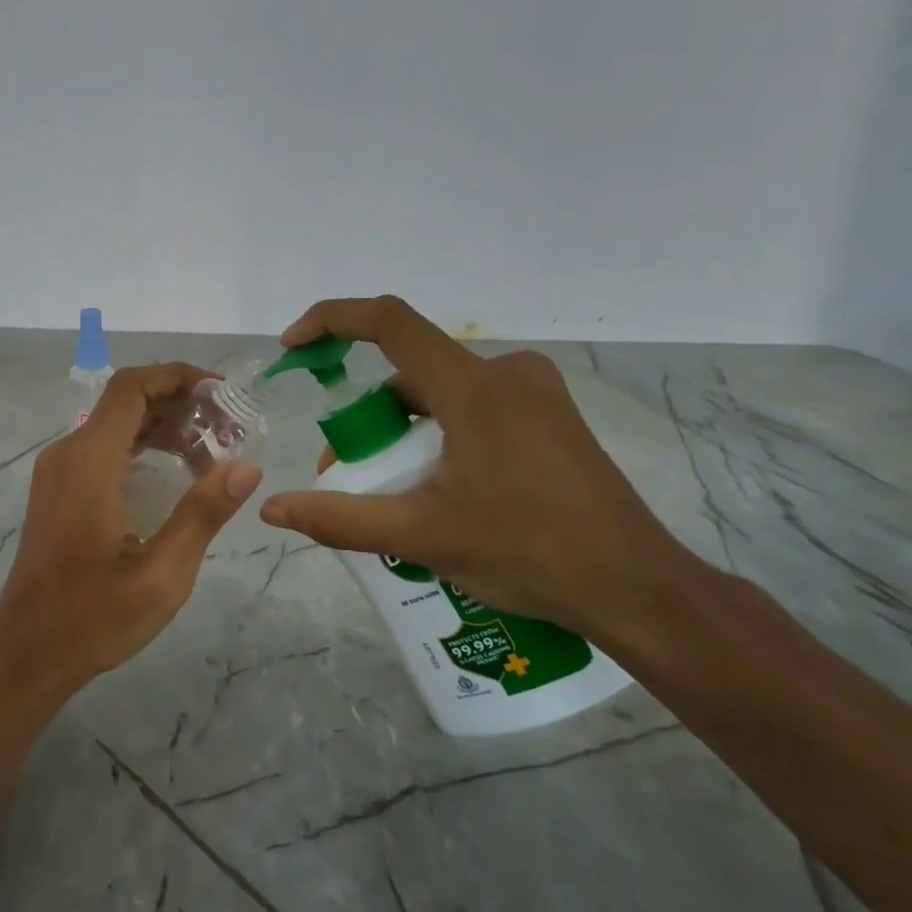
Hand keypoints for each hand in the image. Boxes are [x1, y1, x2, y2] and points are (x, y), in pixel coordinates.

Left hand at [0, 364, 262, 692]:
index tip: (222, 395)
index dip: (178, 377)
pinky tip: (174, 471)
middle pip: (125, 401)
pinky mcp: (58, 489)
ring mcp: (58, 471)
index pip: (131, 388)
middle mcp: (67, 453)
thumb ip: (202, 514)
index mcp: (89, 462)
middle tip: (229, 428)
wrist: (28, 653)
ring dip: (162, 425)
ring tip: (212, 449)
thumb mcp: (161, 574)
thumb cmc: (93, 618)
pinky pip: (103, 447)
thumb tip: (247, 467)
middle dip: (179, 403)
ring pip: (114, 423)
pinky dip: (141, 445)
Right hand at [258, 297, 695, 641]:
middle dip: (366, 417)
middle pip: (409, 372)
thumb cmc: (529, 553)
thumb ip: (340, 518)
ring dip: (401, 432)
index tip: (294, 348)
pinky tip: (438, 490)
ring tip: (391, 495)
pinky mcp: (550, 418)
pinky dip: (437, 436)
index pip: (389, 322)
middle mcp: (506, 373)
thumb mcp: (422, 536)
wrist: (638, 590)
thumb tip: (272, 508)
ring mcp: (535, 394)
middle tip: (346, 474)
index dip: (332, 321)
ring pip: (440, 394)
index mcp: (474, 388)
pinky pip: (472, 408)